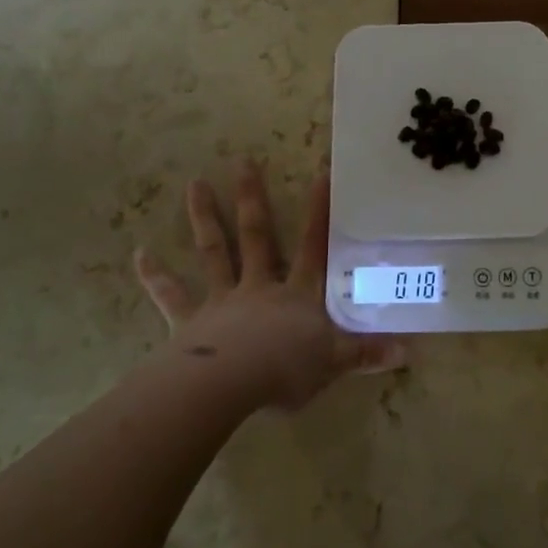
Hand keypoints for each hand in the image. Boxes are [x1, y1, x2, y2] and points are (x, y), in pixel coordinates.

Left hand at [135, 161, 402, 410]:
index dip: (319, 211)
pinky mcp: (190, 321)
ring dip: (205, 218)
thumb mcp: (335, 363)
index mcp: (298, 294)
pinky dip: (155, 275)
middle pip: (258, 236)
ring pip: (214, 252)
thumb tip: (409, 350)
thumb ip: (367, 353)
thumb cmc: (286, 370)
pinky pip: (171, 295)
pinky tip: (139, 254)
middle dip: (252, 199)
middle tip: (242, 162)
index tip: (321, 173)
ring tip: (195, 183)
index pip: (314, 246)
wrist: (230, 385)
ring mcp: (222, 300)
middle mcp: (260, 286)